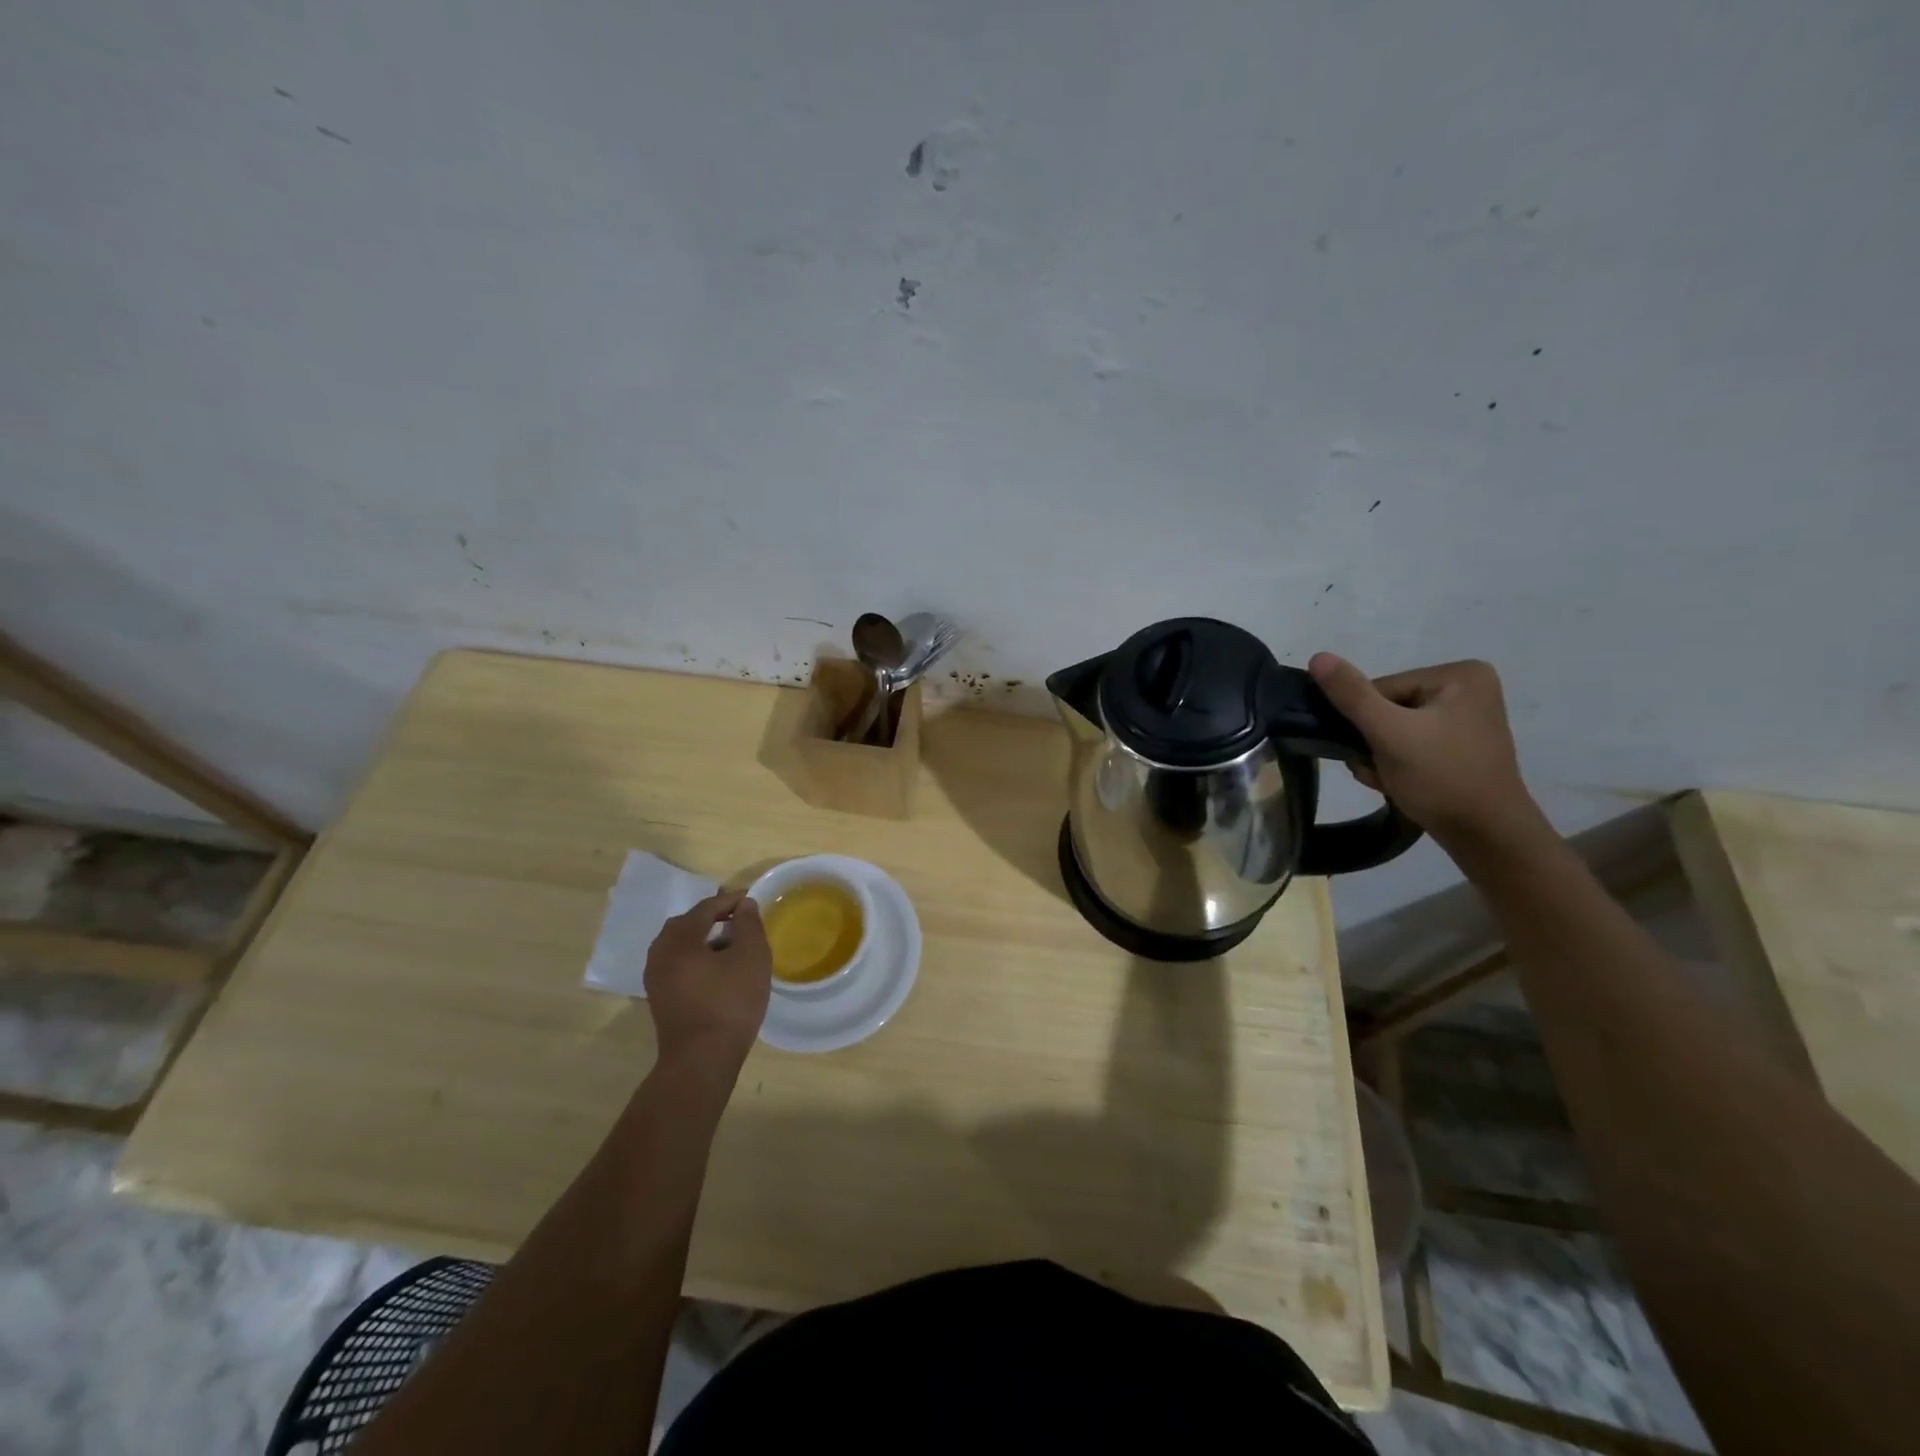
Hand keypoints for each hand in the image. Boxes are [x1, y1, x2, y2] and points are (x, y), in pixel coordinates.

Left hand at [642, 892, 771, 1083]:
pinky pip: (678, 964)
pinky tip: (718, 969)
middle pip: (686, 924)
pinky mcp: (660, 998)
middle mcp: (660, 954)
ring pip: (680, 945)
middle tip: (739, 919)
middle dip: (713, 917)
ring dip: (704, 938)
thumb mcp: (751, 957)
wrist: (702, 1060)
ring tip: (731, 944)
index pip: (705, 908)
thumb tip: (743, 905)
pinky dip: (696, 957)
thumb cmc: (730, 1003)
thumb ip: (749, 924)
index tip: (751, 898)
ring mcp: (655, 978)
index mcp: (679, 939)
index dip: (730, 900)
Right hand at [1308, 653, 1547, 851]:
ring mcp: (1466, 718)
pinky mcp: (1460, 745)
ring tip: (1389, 780)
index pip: (1381, 689)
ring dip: (1379, 756)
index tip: (1373, 751)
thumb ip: (1351, 695)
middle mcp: (1468, 688)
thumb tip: (1317, 657)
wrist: (1486, 836)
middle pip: (1387, 708)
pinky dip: (1397, 764)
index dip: (1366, 721)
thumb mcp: (1389, 733)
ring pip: (1394, 729)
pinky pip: (1411, 744)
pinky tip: (1399, 783)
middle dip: (1373, 742)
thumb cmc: (1441, 777)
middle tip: (1379, 771)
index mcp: (1459, 675)